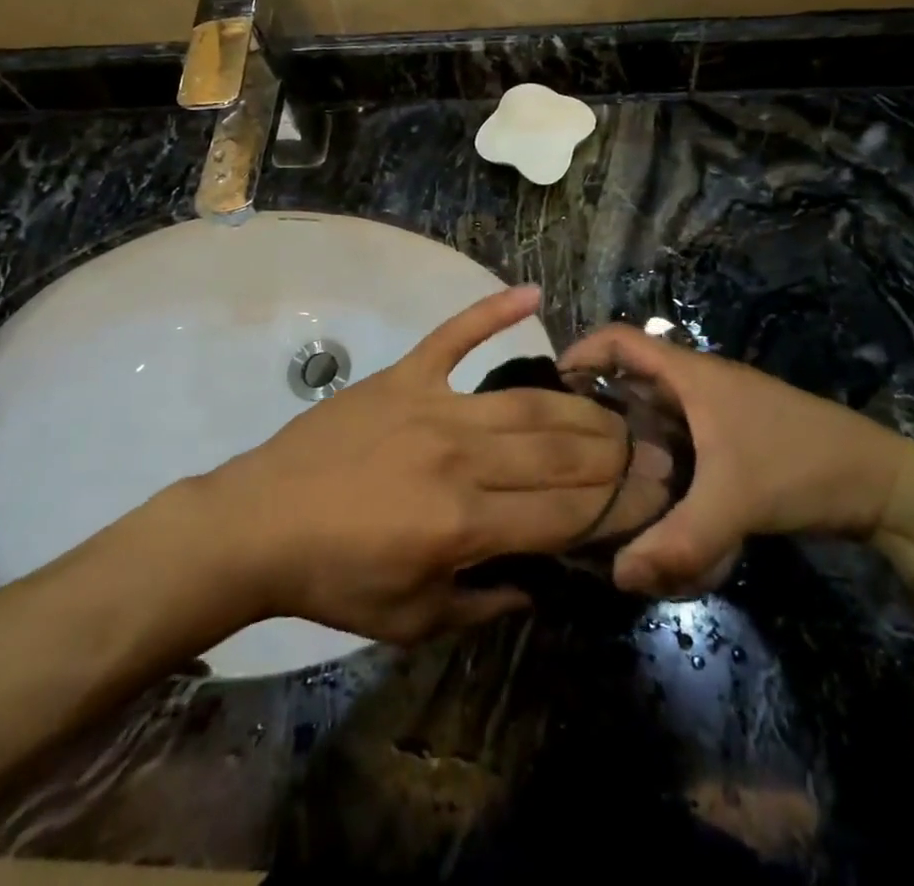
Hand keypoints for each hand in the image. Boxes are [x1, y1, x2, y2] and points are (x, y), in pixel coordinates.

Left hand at [199, 288, 669, 642]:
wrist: (258, 522)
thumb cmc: (335, 580)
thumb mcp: (412, 619)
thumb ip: (484, 603)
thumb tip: (539, 583)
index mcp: (464, 523)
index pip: (564, 512)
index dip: (616, 507)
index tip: (654, 498)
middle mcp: (460, 456)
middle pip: (558, 451)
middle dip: (615, 454)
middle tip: (653, 449)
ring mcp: (434, 405)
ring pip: (526, 402)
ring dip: (579, 405)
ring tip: (617, 408)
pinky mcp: (405, 375)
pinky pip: (455, 336)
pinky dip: (492, 311)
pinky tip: (534, 293)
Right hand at [559, 325, 913, 595]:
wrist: (880, 482)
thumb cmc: (800, 466)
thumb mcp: (736, 502)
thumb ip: (677, 541)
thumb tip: (616, 575)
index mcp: (689, 374)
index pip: (619, 338)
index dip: (580, 350)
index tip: (548, 387)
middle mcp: (695, 384)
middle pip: (629, 378)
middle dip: (596, 407)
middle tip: (563, 447)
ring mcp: (714, 412)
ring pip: (654, 414)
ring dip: (629, 439)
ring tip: (596, 476)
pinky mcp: (729, 439)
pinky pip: (677, 441)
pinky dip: (658, 461)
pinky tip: (650, 500)